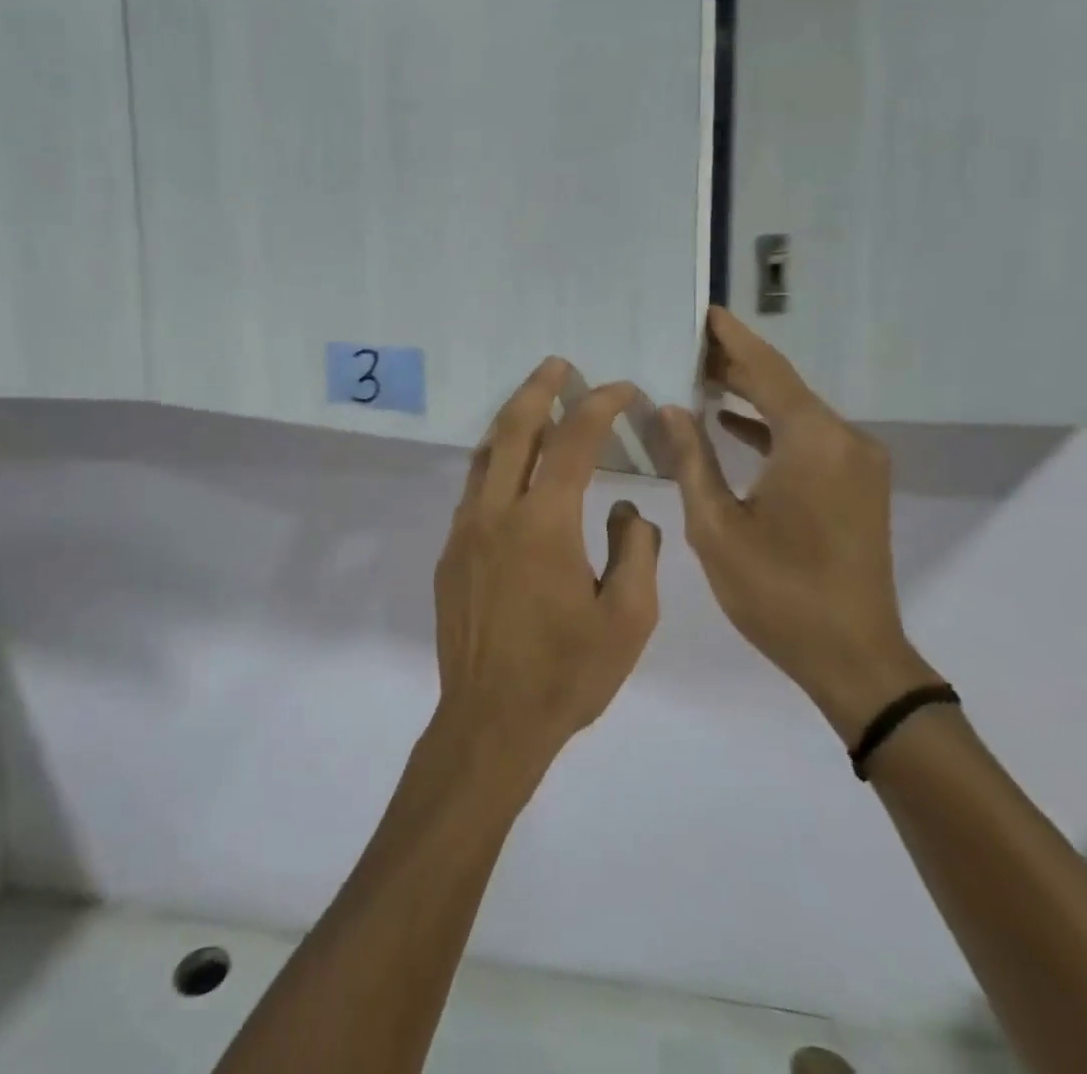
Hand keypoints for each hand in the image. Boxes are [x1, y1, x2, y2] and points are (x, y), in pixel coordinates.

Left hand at [434, 359, 661, 769]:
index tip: (621, 390)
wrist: (490, 722)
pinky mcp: (449, 553)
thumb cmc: (567, 675)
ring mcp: (464, 531)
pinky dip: (494, 462)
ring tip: (534, 404)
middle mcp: (495, 513)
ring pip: (484, 455)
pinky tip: (512, 470)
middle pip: (513, 429)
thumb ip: (637, 553)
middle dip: (538, 389)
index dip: (599, 407)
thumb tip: (628, 512)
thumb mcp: (629, 619)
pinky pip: (472, 489)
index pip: (572, 442)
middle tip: (558, 365)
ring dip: (511, 422)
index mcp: (543, 523)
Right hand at [660, 307, 933, 740]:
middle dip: (736, 364)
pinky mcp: (858, 485)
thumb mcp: (716, 526)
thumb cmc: (777, 592)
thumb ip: (691, 459)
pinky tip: (733, 424)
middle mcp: (843, 440)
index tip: (705, 310)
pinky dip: (771, 426)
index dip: (732, 339)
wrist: (853, 656)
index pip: (767, 371)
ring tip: (701, 376)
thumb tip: (671, 408)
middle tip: (688, 343)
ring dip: (752, 395)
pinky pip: (809, 438)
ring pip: (796, 412)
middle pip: (783, 386)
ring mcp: (857, 463)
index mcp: (811, 442)